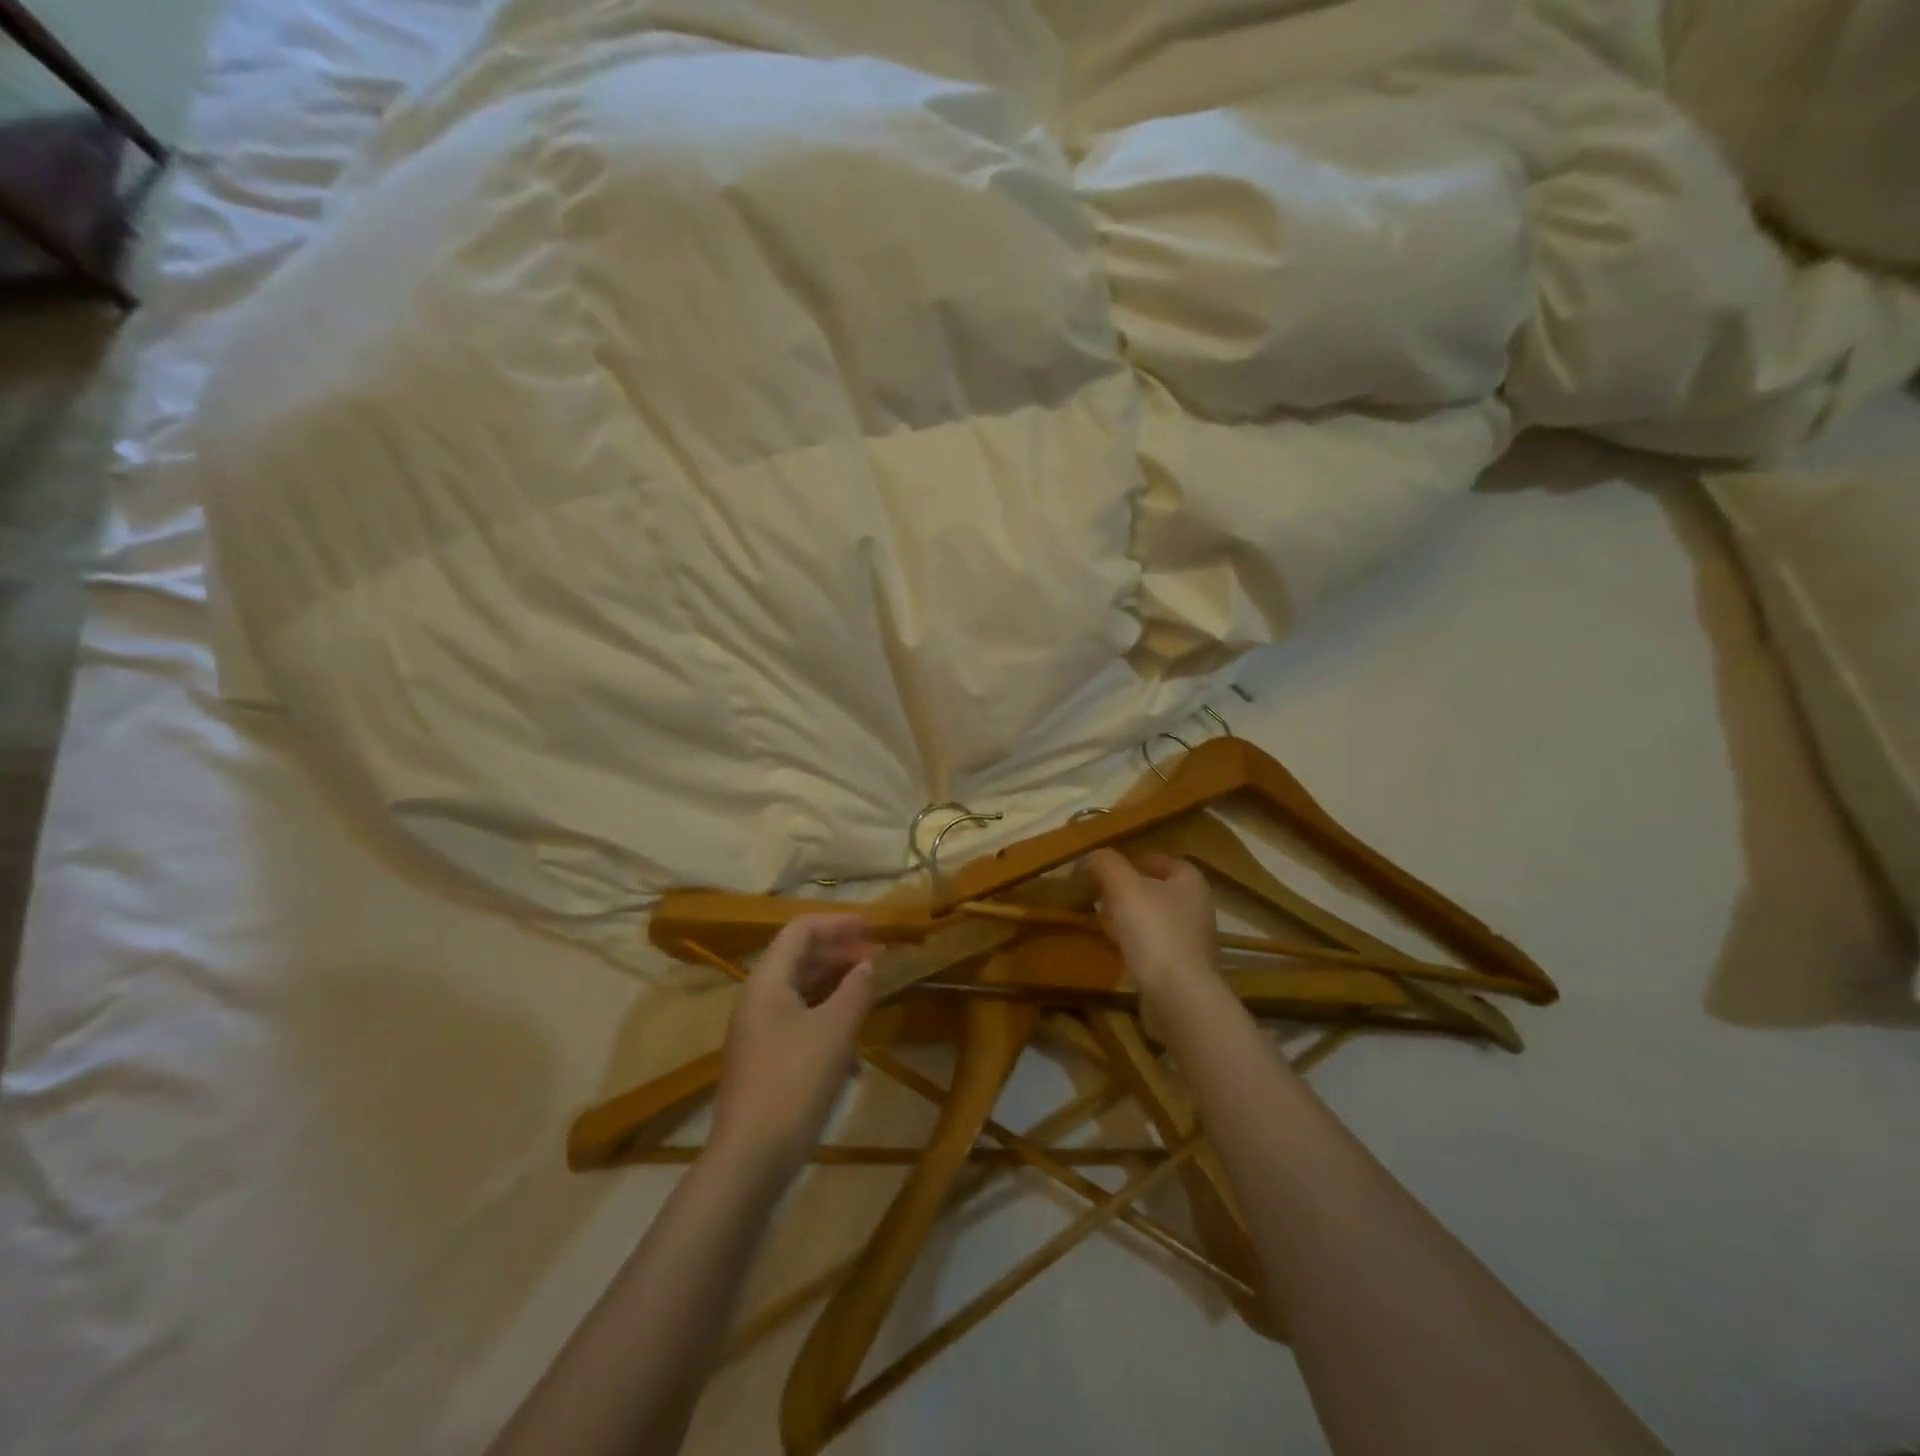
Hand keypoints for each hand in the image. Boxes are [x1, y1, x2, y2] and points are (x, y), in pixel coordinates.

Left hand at [710, 915, 878, 1179]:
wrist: (750, 1160)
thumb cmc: (794, 1083)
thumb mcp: (835, 1031)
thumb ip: (856, 989)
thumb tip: (870, 963)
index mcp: (767, 981)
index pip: (801, 930)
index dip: (838, 923)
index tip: (873, 928)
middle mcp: (758, 998)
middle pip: (800, 958)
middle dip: (840, 953)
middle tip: (878, 958)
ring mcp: (759, 1031)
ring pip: (802, 991)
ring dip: (837, 986)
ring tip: (871, 993)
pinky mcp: (765, 1060)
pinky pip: (800, 1022)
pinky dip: (828, 1020)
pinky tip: (854, 1049)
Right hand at [1086, 849, 1219, 997]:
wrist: (1177, 995)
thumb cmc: (1153, 930)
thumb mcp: (1123, 886)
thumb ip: (1106, 864)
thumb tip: (1092, 856)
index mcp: (1190, 882)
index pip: (1163, 860)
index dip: (1135, 860)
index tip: (1108, 868)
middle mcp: (1196, 908)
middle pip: (1157, 890)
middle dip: (1128, 890)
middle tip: (1099, 893)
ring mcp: (1191, 940)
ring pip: (1153, 919)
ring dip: (1128, 916)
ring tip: (1101, 917)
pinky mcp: (1181, 968)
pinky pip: (1153, 945)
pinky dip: (1134, 941)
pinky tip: (1114, 945)